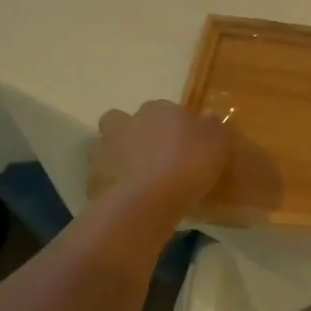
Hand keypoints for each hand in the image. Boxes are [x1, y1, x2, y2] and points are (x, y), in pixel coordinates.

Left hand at [90, 101, 229, 214]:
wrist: (147, 201)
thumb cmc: (188, 164)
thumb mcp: (217, 143)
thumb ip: (213, 126)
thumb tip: (207, 116)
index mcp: (158, 110)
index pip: (165, 109)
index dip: (174, 126)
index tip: (185, 144)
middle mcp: (128, 122)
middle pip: (125, 121)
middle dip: (134, 133)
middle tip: (153, 155)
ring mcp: (105, 149)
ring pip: (108, 146)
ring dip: (118, 156)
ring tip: (138, 177)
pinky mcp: (93, 177)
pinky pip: (102, 176)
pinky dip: (111, 183)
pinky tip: (128, 197)